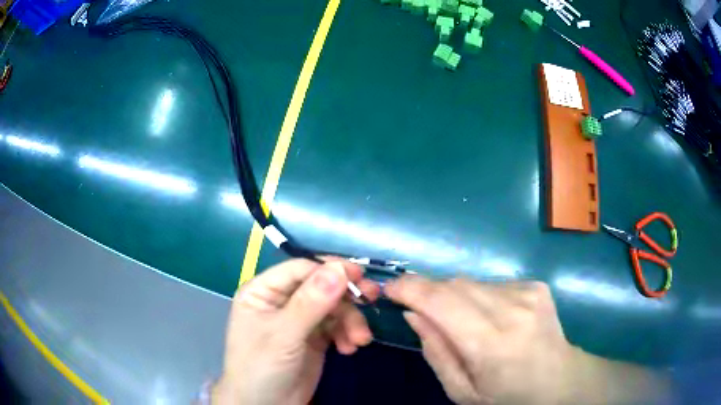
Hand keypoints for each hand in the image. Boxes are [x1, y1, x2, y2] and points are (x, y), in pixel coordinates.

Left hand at [213, 259, 379, 404]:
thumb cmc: (261, 367)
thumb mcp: (284, 336)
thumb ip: (311, 302)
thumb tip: (339, 268)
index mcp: (264, 291)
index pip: (300, 269)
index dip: (329, 269)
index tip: (359, 275)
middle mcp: (281, 301)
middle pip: (320, 286)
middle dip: (345, 297)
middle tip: (372, 298)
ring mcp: (299, 320)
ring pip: (332, 307)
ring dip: (350, 321)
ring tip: (359, 340)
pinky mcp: (314, 338)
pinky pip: (336, 327)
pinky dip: (346, 334)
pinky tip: (349, 349)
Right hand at [385, 276, 670, 404]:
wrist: (560, 382)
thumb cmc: (507, 397)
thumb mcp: (461, 391)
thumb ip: (435, 352)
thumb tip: (414, 314)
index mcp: (491, 343)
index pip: (439, 300)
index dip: (409, 288)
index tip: (389, 289)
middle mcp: (511, 309)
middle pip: (454, 284)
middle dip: (429, 293)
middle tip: (422, 313)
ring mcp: (527, 292)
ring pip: (472, 282)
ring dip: (456, 298)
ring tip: (464, 324)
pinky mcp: (536, 286)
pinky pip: (492, 284)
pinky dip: (480, 297)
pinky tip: (492, 319)